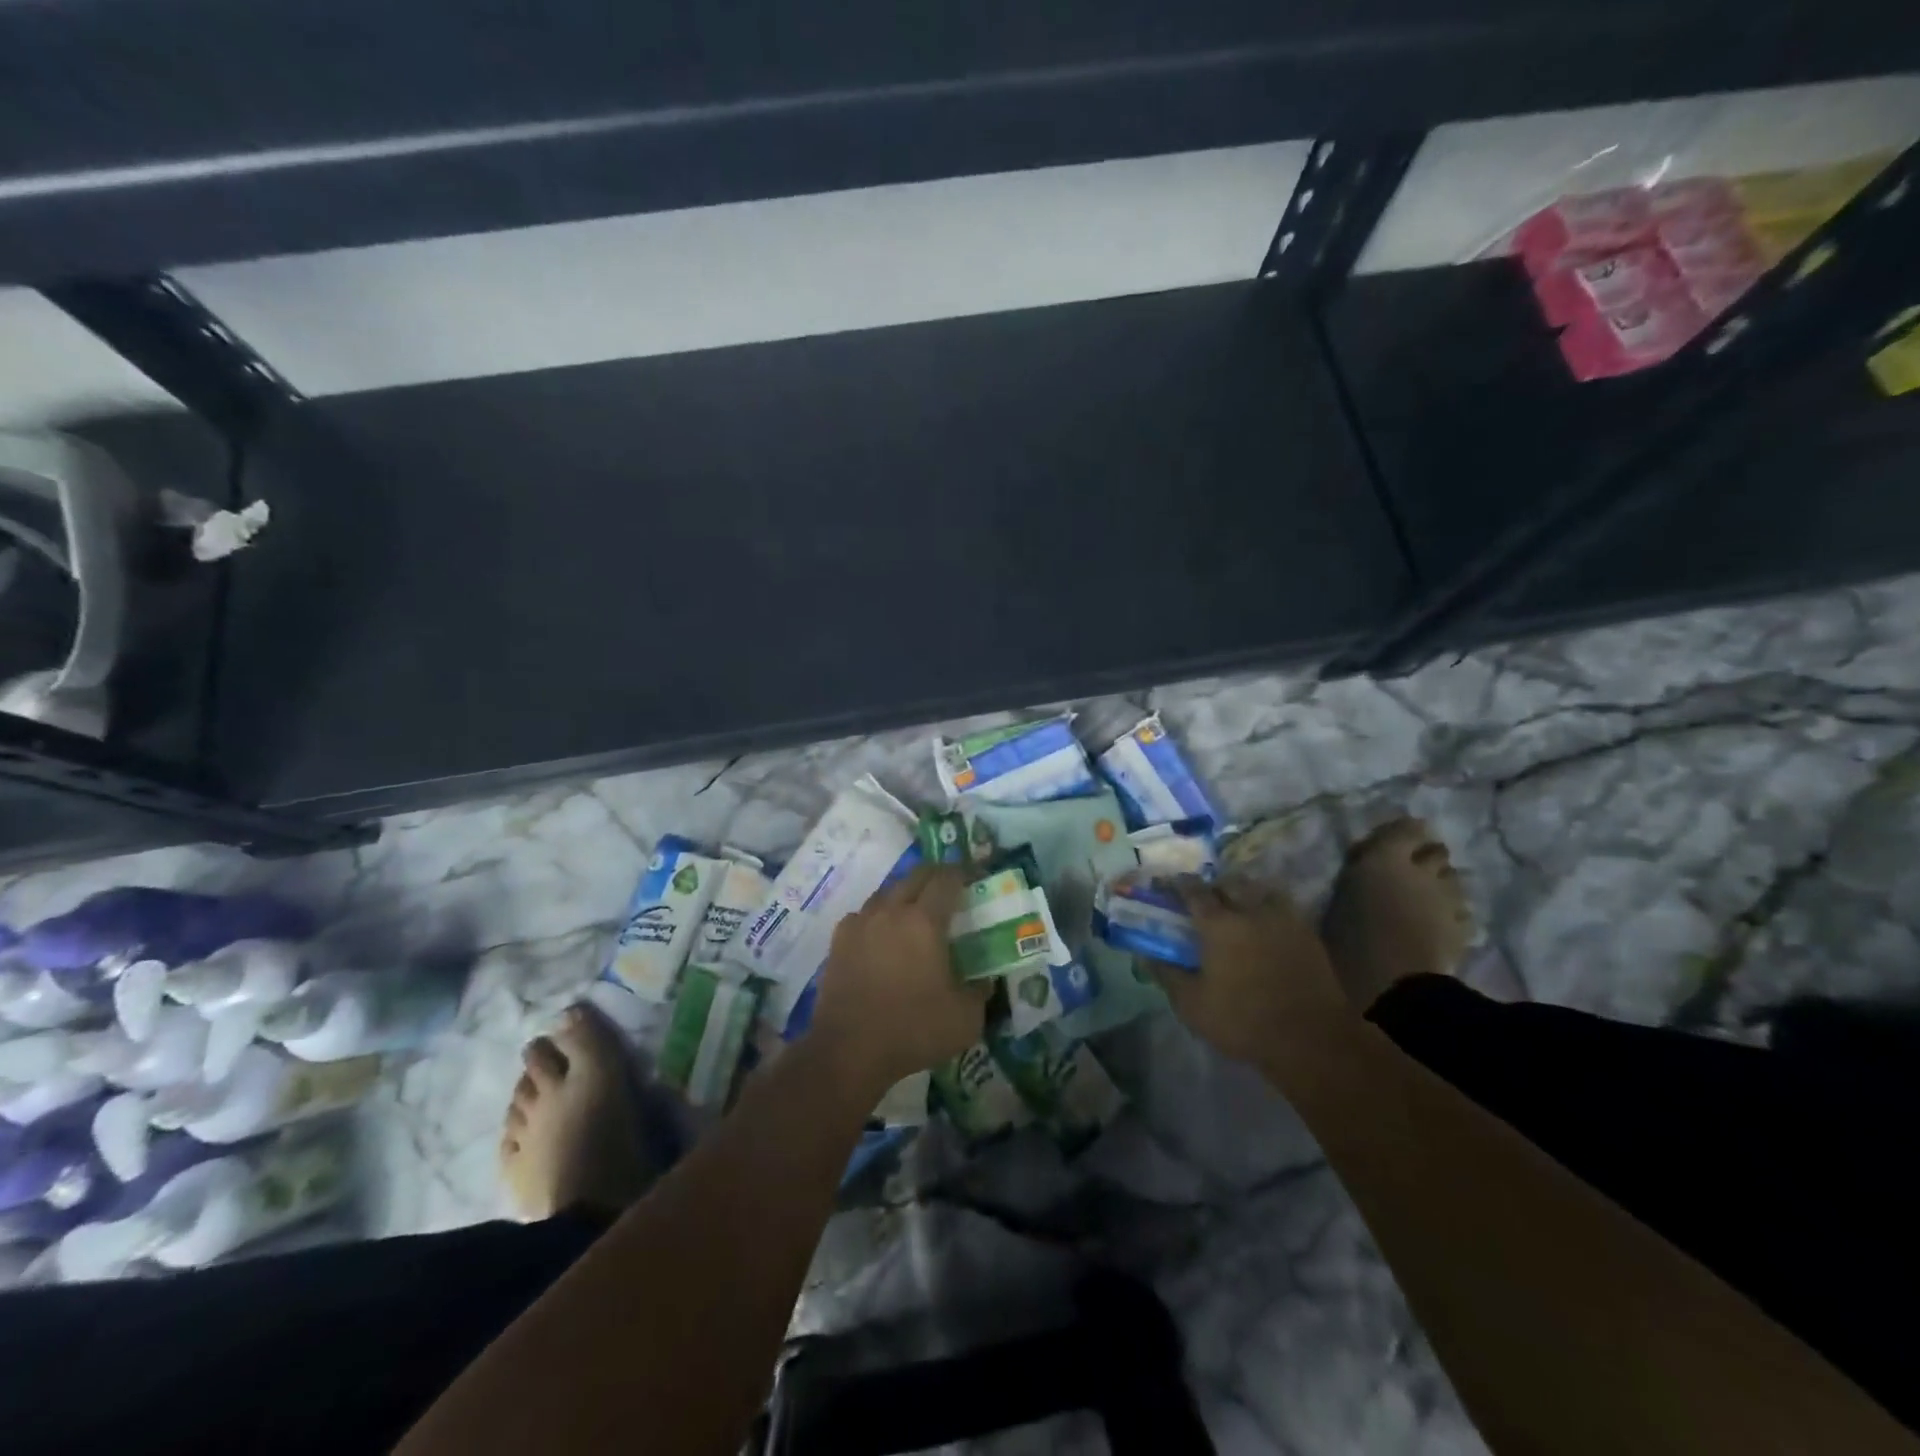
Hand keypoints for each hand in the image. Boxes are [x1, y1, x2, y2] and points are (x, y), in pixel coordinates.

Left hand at [810, 865, 988, 1091]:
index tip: (975, 878)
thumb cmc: (913, 1030)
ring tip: (916, 912)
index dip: (964, 873)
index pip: (947, 879)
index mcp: (924, 921)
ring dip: (906, 894)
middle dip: (936, 876)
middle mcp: (891, 910)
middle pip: (916, 876)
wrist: (848, 1050)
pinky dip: (879, 916)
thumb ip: (980, 991)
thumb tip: (985, 979)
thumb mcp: (966, 1018)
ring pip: (887, 892)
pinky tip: (882, 935)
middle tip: (950, 890)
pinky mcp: (839, 940)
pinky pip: (864, 914)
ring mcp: (861, 923)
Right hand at [1151, 877, 1353, 1066]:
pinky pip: (1284, 906)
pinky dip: (1269, 906)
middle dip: (1214, 884)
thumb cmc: (1243, 1021)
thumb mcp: (1192, 1005)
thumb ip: (1167, 975)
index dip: (1178, 884)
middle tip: (1204, 896)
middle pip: (1229, 883)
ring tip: (1238, 902)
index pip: (1194, 891)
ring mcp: (1283, 920)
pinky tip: (1266, 921)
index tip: (1168, 883)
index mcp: (1219, 924)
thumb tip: (1145, 955)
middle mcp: (1250, 911)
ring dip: (1245, 890)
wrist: (1311, 1039)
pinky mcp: (1308, 934)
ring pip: (1260, 889)